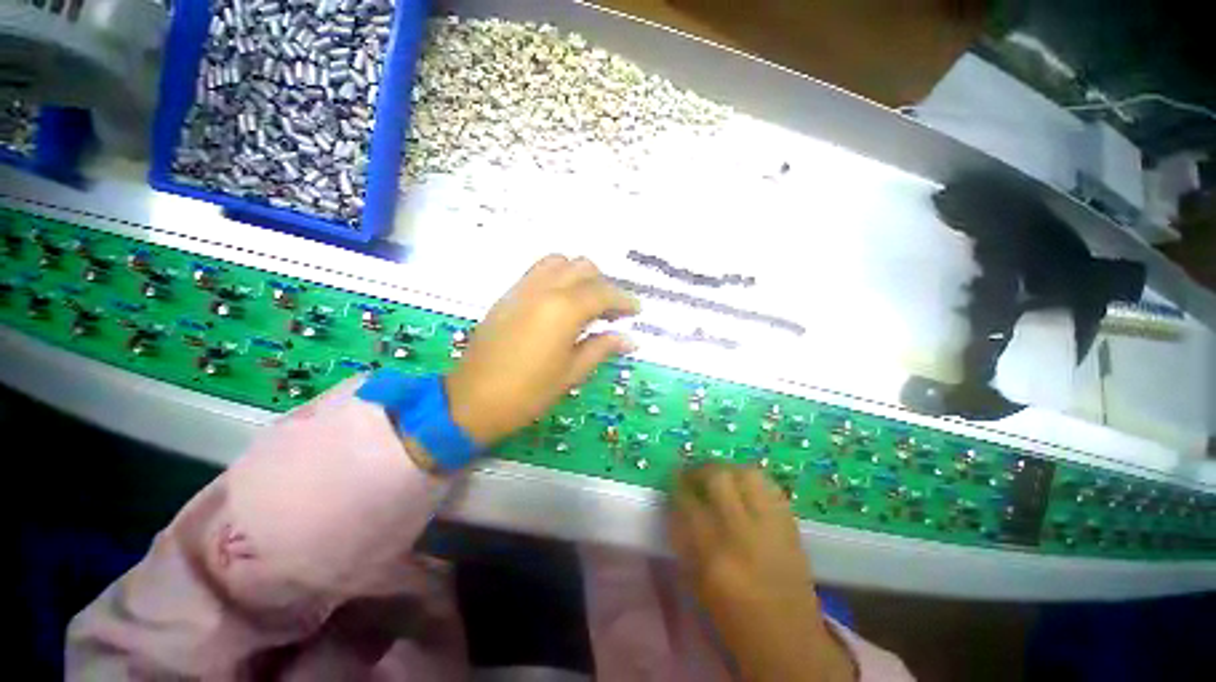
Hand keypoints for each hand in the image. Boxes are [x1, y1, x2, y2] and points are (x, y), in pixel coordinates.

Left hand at [445, 255, 639, 445]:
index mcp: (564, 309)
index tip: (636, 311)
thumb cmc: (528, 393)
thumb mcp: (572, 373)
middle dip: (603, 284)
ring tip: (586, 301)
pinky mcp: (508, 295)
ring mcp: (522, 289)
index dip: (624, 300)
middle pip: (583, 267)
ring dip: (579, 275)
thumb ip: (602, 348)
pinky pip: (538, 272)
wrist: (472, 401)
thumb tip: (630, 339)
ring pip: (559, 262)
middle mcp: (544, 289)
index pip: (603, 292)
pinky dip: (557, 277)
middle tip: (611, 311)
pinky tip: (560, 302)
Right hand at [672, 464, 854, 681]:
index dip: (677, 484)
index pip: (689, 503)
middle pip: (718, 478)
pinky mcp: (791, 525)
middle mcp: (744, 533)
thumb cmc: (736, 620)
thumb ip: (684, 540)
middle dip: (700, 469)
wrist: (791, 641)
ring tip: (719, 476)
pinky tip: (744, 487)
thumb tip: (675, 504)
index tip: (672, 478)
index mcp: (715, 556)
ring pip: (747, 474)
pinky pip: (770, 486)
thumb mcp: (699, 585)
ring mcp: (772, 526)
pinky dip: (753, 480)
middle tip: (693, 474)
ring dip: (728, 469)